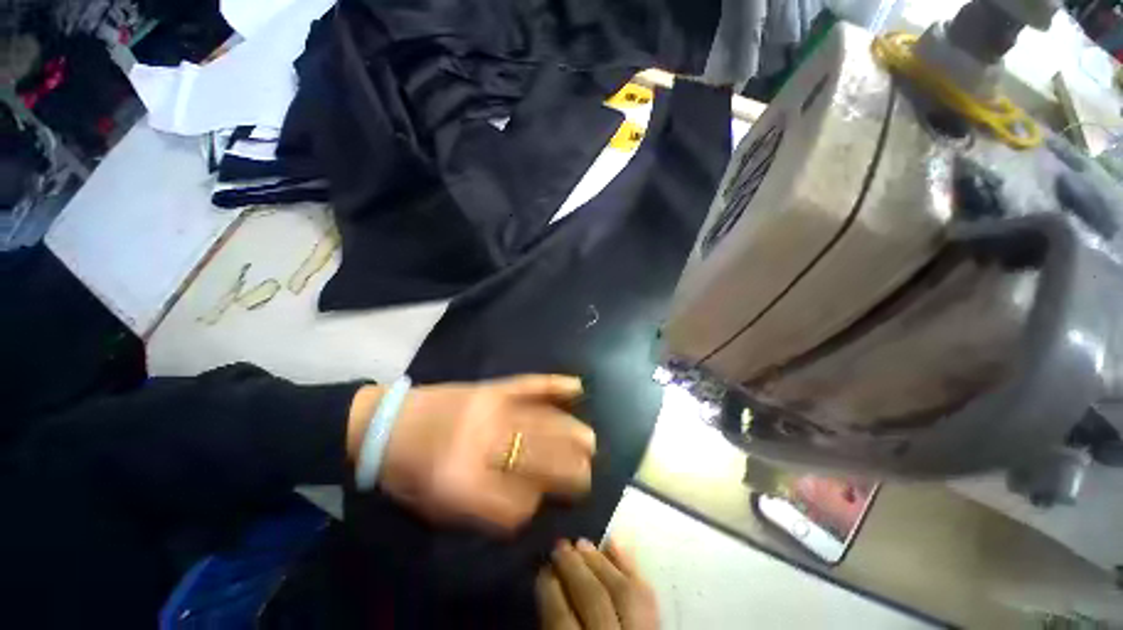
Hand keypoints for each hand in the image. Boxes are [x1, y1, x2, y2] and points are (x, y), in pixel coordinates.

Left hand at [347, 375, 595, 531]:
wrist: (387, 424)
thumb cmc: (407, 472)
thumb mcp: (437, 509)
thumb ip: (485, 510)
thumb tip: (531, 501)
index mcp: (462, 485)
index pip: (519, 503)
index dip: (533, 506)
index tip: (538, 502)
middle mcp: (484, 444)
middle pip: (543, 459)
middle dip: (571, 472)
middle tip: (586, 474)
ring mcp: (491, 408)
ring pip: (547, 423)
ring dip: (574, 434)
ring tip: (589, 443)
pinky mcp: (493, 386)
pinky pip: (531, 384)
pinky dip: (556, 385)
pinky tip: (577, 387)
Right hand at [536, 538, 658, 629]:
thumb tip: (547, 594)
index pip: (564, 626)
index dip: (551, 594)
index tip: (542, 571)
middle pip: (595, 602)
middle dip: (574, 570)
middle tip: (559, 546)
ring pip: (624, 593)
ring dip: (599, 562)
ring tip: (581, 542)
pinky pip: (647, 595)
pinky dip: (629, 565)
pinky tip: (614, 543)